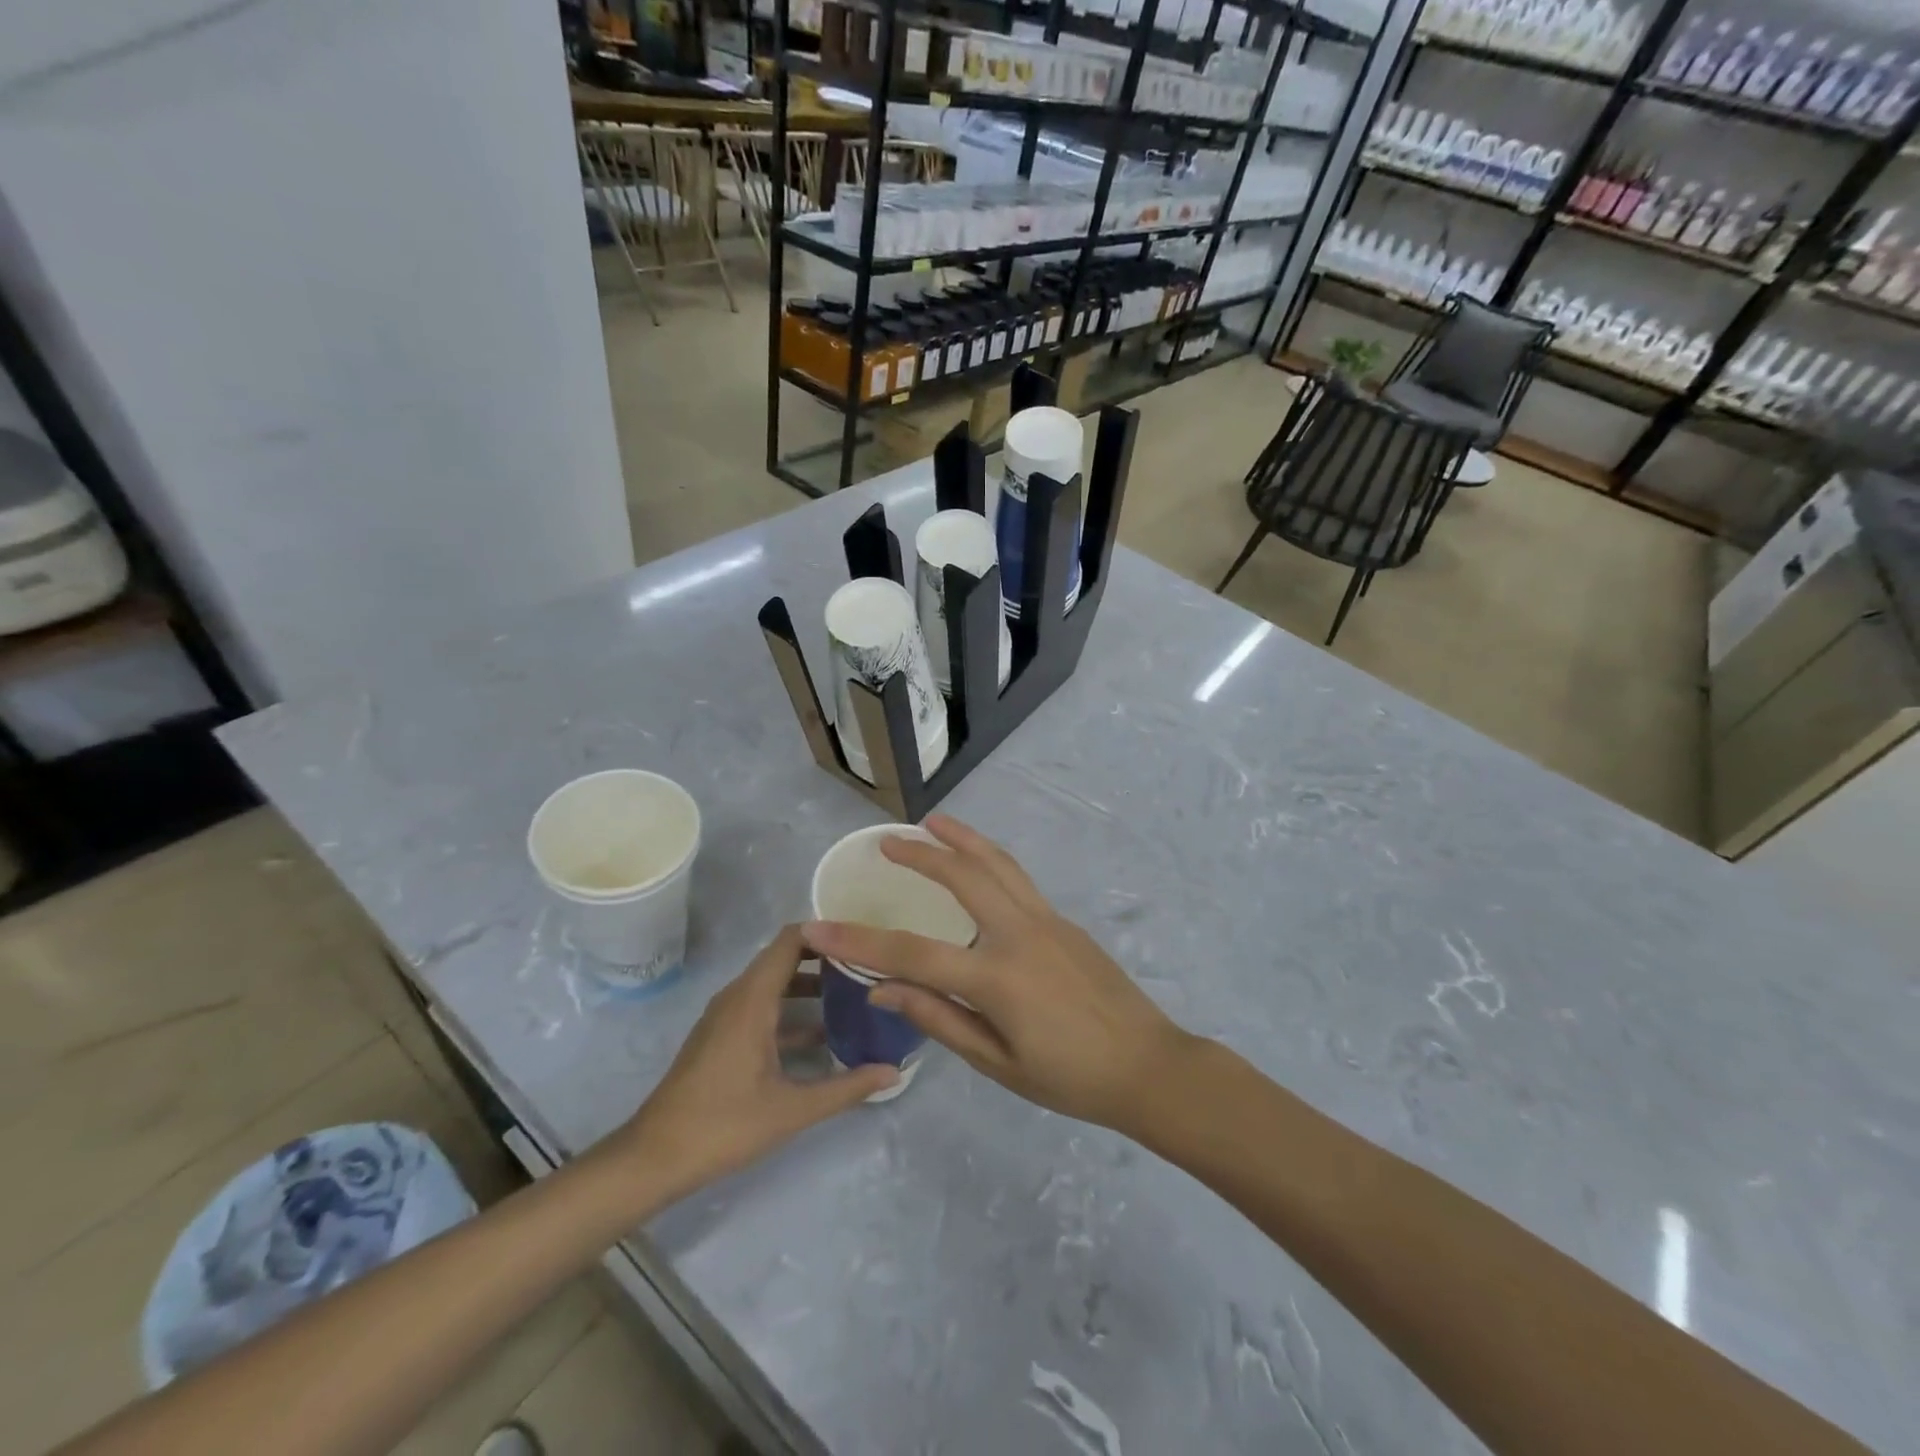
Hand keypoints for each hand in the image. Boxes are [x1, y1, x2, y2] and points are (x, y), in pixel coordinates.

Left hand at [618, 927, 897, 1201]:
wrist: (653, 1158)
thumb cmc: (723, 1125)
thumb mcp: (792, 1109)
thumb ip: (846, 1087)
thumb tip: (894, 1071)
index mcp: (753, 998)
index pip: (792, 939)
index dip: (828, 931)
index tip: (864, 938)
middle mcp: (738, 995)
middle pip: (786, 956)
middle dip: (827, 957)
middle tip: (869, 965)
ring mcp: (727, 1015)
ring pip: (775, 982)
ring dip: (811, 984)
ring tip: (855, 994)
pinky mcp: (722, 1035)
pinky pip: (763, 1004)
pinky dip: (792, 1008)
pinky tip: (823, 1035)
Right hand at [803, 816, 1195, 1133]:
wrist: (1148, 1066)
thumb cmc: (1070, 1078)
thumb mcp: (997, 1062)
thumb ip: (939, 1018)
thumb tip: (883, 988)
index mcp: (997, 977)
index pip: (913, 953)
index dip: (860, 940)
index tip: (818, 926)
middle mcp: (1019, 933)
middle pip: (961, 876)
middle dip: (920, 854)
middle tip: (887, 841)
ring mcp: (1046, 919)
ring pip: (996, 863)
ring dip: (961, 838)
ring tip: (932, 822)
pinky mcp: (1063, 920)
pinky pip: (1017, 877)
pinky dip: (989, 858)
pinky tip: (977, 861)